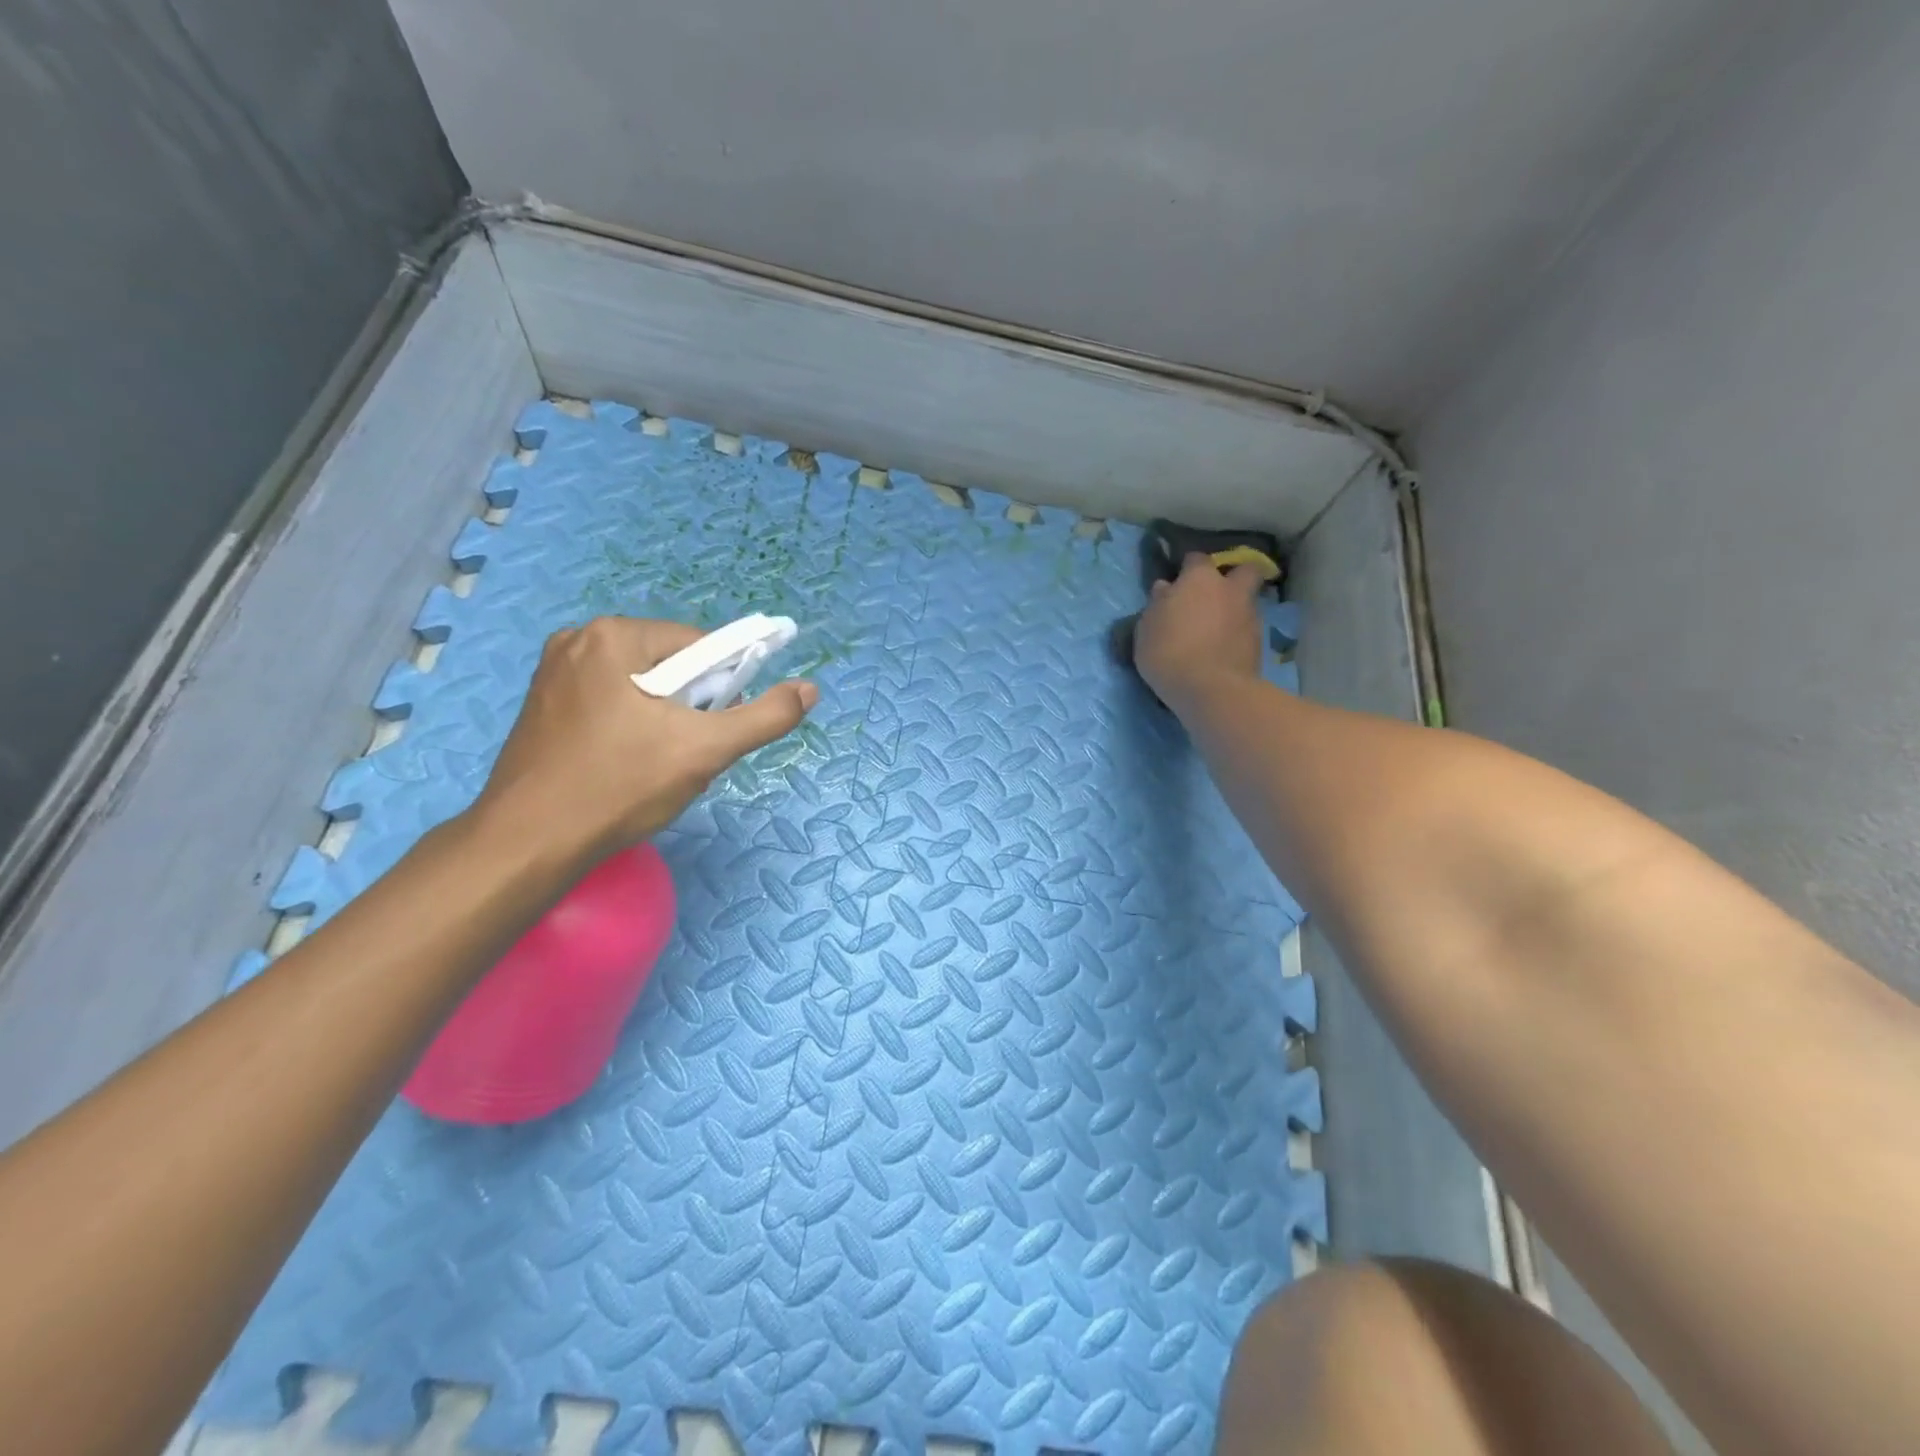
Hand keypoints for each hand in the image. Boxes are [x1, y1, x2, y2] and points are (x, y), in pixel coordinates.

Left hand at [471, 617, 816, 863]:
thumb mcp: (704, 751)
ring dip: (664, 721)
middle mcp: (577, 641)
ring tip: (656, 766)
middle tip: (686, 755)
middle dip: (690, 708)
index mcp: (613, 636)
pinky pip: (609, 702)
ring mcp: (552, 673)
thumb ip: (764, 717)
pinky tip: (626, 766)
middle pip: (668, 665)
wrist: (528, 845)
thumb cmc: (619, 787)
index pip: (698, 646)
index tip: (715, 730)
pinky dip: (631, 728)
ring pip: (640, 687)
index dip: (722, 687)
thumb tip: (810, 689)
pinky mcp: (541, 705)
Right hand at [1133, 553, 1266, 708]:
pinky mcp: (1260, 643)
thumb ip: (1158, 604)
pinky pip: (1247, 629)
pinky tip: (1222, 650)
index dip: (1189, 568)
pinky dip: (1237, 635)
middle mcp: (1230, 590)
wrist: (1210, 690)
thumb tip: (1165, 588)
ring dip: (1234, 610)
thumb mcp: (1147, 628)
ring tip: (1215, 630)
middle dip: (1234, 576)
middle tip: (1215, 594)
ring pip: (1247, 601)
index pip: (1196, 559)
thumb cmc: (1168, 652)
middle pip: (1244, 570)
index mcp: (1200, 579)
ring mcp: (1250, 616)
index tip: (1180, 580)